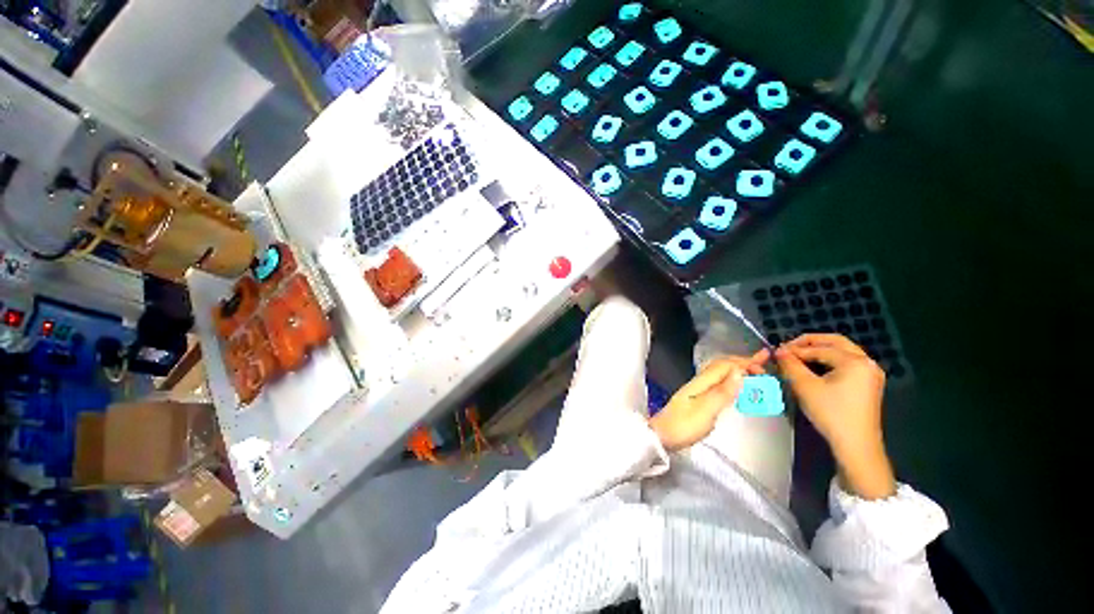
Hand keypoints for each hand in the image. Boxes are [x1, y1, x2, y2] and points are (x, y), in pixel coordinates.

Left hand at [650, 352, 766, 451]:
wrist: (662, 436)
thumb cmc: (683, 426)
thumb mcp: (706, 410)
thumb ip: (723, 392)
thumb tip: (739, 373)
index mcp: (701, 382)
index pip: (725, 365)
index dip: (744, 362)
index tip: (763, 364)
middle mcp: (699, 383)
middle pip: (722, 366)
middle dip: (743, 363)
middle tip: (763, 364)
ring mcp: (698, 390)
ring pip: (721, 375)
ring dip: (738, 371)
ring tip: (755, 372)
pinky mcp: (699, 399)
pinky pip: (719, 384)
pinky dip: (732, 382)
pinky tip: (737, 387)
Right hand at [776, 334, 895, 498]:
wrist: (855, 444)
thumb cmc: (831, 413)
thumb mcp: (805, 387)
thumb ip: (790, 364)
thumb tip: (779, 350)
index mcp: (855, 361)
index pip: (820, 348)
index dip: (795, 349)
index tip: (776, 351)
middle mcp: (866, 362)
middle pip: (835, 342)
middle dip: (810, 342)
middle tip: (789, 348)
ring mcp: (870, 373)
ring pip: (842, 351)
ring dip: (819, 350)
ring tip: (798, 357)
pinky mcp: (868, 383)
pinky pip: (846, 363)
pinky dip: (829, 360)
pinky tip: (814, 367)